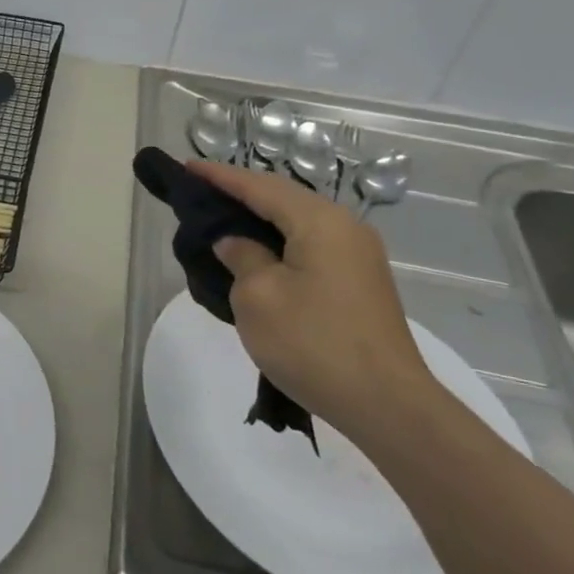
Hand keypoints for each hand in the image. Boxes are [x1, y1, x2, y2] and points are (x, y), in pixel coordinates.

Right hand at [186, 160, 438, 441]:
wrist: (386, 405)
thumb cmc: (313, 343)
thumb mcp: (257, 296)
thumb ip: (241, 257)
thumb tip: (236, 244)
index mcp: (320, 222)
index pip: (259, 186)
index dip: (220, 177)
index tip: (187, 168)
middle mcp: (345, 228)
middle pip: (282, 198)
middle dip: (239, 194)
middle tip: (199, 193)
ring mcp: (357, 256)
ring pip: (296, 223)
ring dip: (258, 220)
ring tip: (219, 221)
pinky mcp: (359, 282)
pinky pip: (309, 246)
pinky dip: (277, 242)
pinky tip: (255, 255)